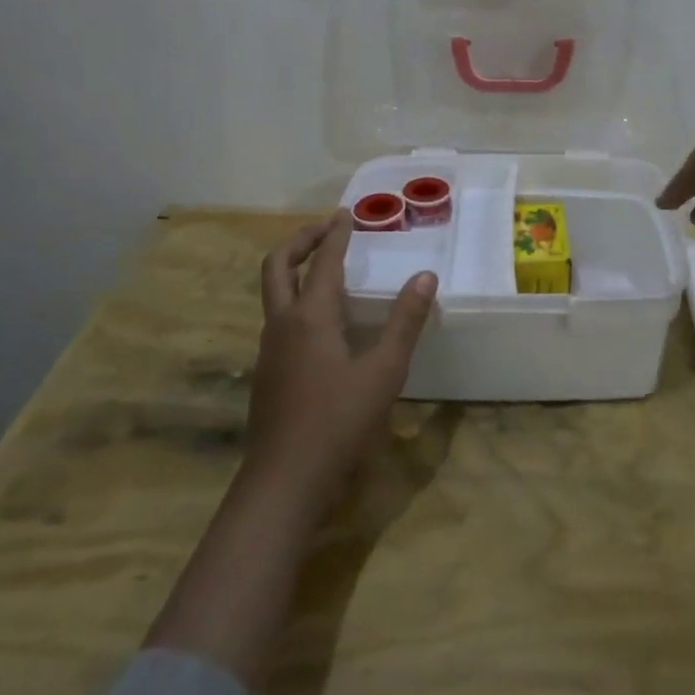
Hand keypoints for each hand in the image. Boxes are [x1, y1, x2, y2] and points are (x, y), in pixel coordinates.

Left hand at [250, 211, 437, 502]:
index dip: (336, 235)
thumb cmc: (338, 421)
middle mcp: (282, 324)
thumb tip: (425, 276)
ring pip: (273, 294)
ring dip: (294, 269)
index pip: (324, 262)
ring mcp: (269, 350)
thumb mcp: (384, 370)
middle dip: (299, 241)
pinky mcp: (268, 373)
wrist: (284, 480)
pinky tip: (321, 322)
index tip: (347, 214)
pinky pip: (278, 319)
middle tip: (325, 228)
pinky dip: (295, 299)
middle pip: (277, 266)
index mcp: (310, 317)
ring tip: (324, 267)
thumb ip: (405, 321)